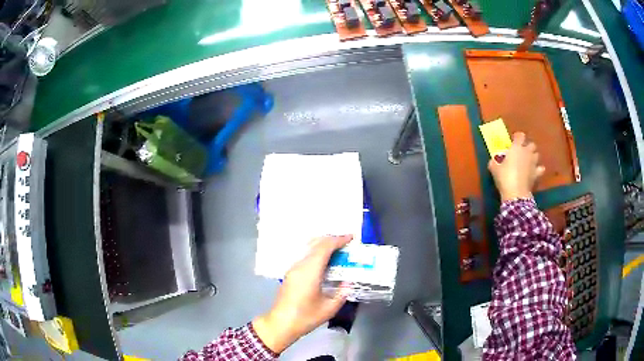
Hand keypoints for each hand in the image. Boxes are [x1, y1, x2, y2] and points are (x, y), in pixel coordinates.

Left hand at [253, 235, 351, 353]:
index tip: (351, 237)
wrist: (281, 323)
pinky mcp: (290, 273)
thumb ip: (342, 293)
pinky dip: (316, 252)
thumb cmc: (305, 317)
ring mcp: (293, 269)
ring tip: (337, 249)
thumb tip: (349, 283)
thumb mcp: (329, 308)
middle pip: (315, 244)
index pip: (324, 248)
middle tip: (346, 242)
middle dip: (331, 239)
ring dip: (323, 245)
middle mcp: (299, 266)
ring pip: (308, 248)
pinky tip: (324, 261)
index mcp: (310, 271)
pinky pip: (305, 256)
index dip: (338, 240)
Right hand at [488, 132, 544, 201]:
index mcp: (516, 147)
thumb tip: (493, 160)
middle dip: (528, 147)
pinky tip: (535, 172)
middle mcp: (527, 152)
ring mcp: (533, 163)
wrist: (516, 193)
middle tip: (522, 152)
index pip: (520, 136)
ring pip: (537, 154)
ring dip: (533, 156)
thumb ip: (494, 162)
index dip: (517, 137)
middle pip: (531, 144)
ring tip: (528, 161)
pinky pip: (540, 169)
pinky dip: (538, 169)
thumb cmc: (504, 177)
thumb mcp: (494, 169)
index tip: (514, 140)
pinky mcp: (537, 174)